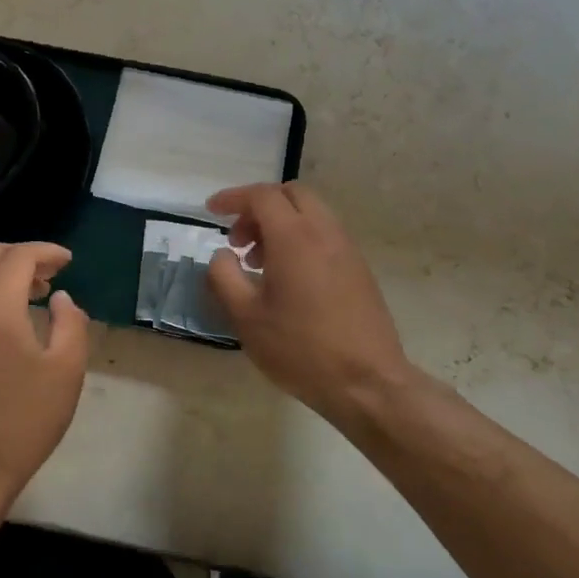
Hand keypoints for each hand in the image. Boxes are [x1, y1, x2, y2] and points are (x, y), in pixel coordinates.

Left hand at [0, 241, 89, 507]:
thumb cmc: (22, 422)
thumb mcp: (65, 373)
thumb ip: (71, 325)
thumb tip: (62, 299)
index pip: (18, 257)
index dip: (46, 251)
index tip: (68, 261)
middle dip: (21, 254)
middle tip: (51, 273)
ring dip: (4, 273)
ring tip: (37, 294)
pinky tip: (13, 321)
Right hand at [206, 183, 418, 426]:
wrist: (366, 382)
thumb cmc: (300, 349)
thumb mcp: (246, 317)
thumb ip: (224, 277)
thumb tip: (222, 255)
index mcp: (294, 238)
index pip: (262, 196)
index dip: (232, 198)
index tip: (211, 211)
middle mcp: (325, 233)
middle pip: (291, 195)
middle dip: (259, 207)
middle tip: (238, 240)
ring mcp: (347, 250)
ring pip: (311, 213)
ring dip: (280, 224)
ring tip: (258, 263)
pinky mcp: (359, 269)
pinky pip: (325, 235)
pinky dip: (300, 238)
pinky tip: (287, 278)